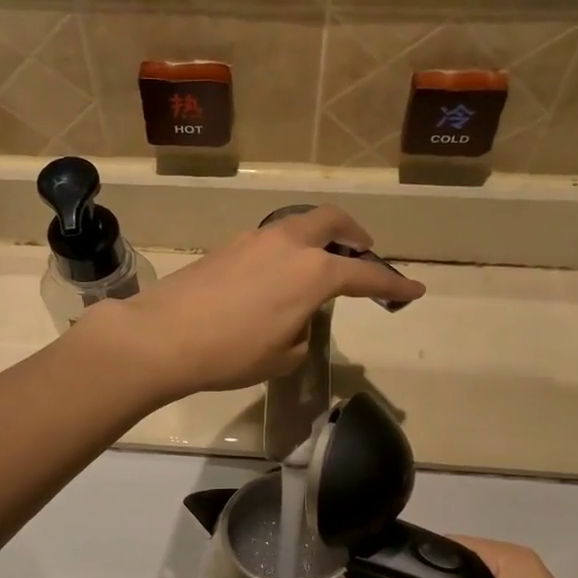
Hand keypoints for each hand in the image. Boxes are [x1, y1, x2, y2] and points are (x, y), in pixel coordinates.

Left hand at [78, 205, 421, 400]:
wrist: (162, 336)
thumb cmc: (231, 353)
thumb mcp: (283, 356)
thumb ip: (302, 330)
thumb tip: (294, 316)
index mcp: (314, 272)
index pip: (366, 275)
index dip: (393, 284)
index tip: (414, 289)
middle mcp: (288, 244)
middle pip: (332, 221)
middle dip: (354, 235)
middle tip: (362, 253)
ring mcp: (254, 239)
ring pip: (297, 226)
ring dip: (316, 240)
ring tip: (315, 269)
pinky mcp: (226, 246)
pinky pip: (269, 241)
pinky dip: (285, 253)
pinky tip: (273, 281)